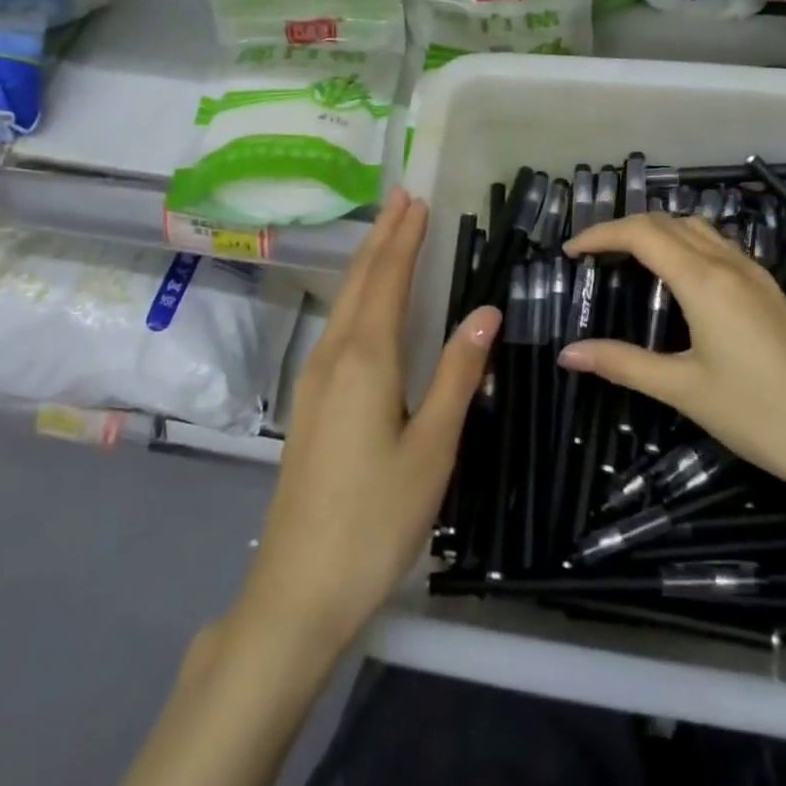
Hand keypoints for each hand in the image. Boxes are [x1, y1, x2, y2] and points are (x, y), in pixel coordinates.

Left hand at [237, 189, 500, 650]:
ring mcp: (313, 380)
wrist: (299, 587)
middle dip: (382, 237)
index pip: (388, 280)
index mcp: (364, 359)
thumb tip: (485, 310)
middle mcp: (332, 356)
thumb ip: (456, 373)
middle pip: (359, 282)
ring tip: (387, 233)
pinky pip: (336, 327)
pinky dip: (356, 296)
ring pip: (343, 303)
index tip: (418, 200)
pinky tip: (364, 302)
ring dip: (367, 262)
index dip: (404, 238)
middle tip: (401, 197)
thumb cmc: (377, 517)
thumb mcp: (432, 446)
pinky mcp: (308, 403)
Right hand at [560, 213, 785, 504]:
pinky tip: (677, 277)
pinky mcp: (770, 292)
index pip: (641, 234)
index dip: (600, 235)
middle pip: (667, 222)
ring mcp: (755, 275)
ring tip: (626, 258)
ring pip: (697, 228)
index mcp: (704, 281)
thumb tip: (567, 353)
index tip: (570, 252)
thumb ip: (623, 364)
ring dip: (657, 231)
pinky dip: (685, 244)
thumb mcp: (684, 390)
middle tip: (591, 255)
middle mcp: (730, 265)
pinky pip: (718, 246)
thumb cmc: (761, 415)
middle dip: (623, 228)